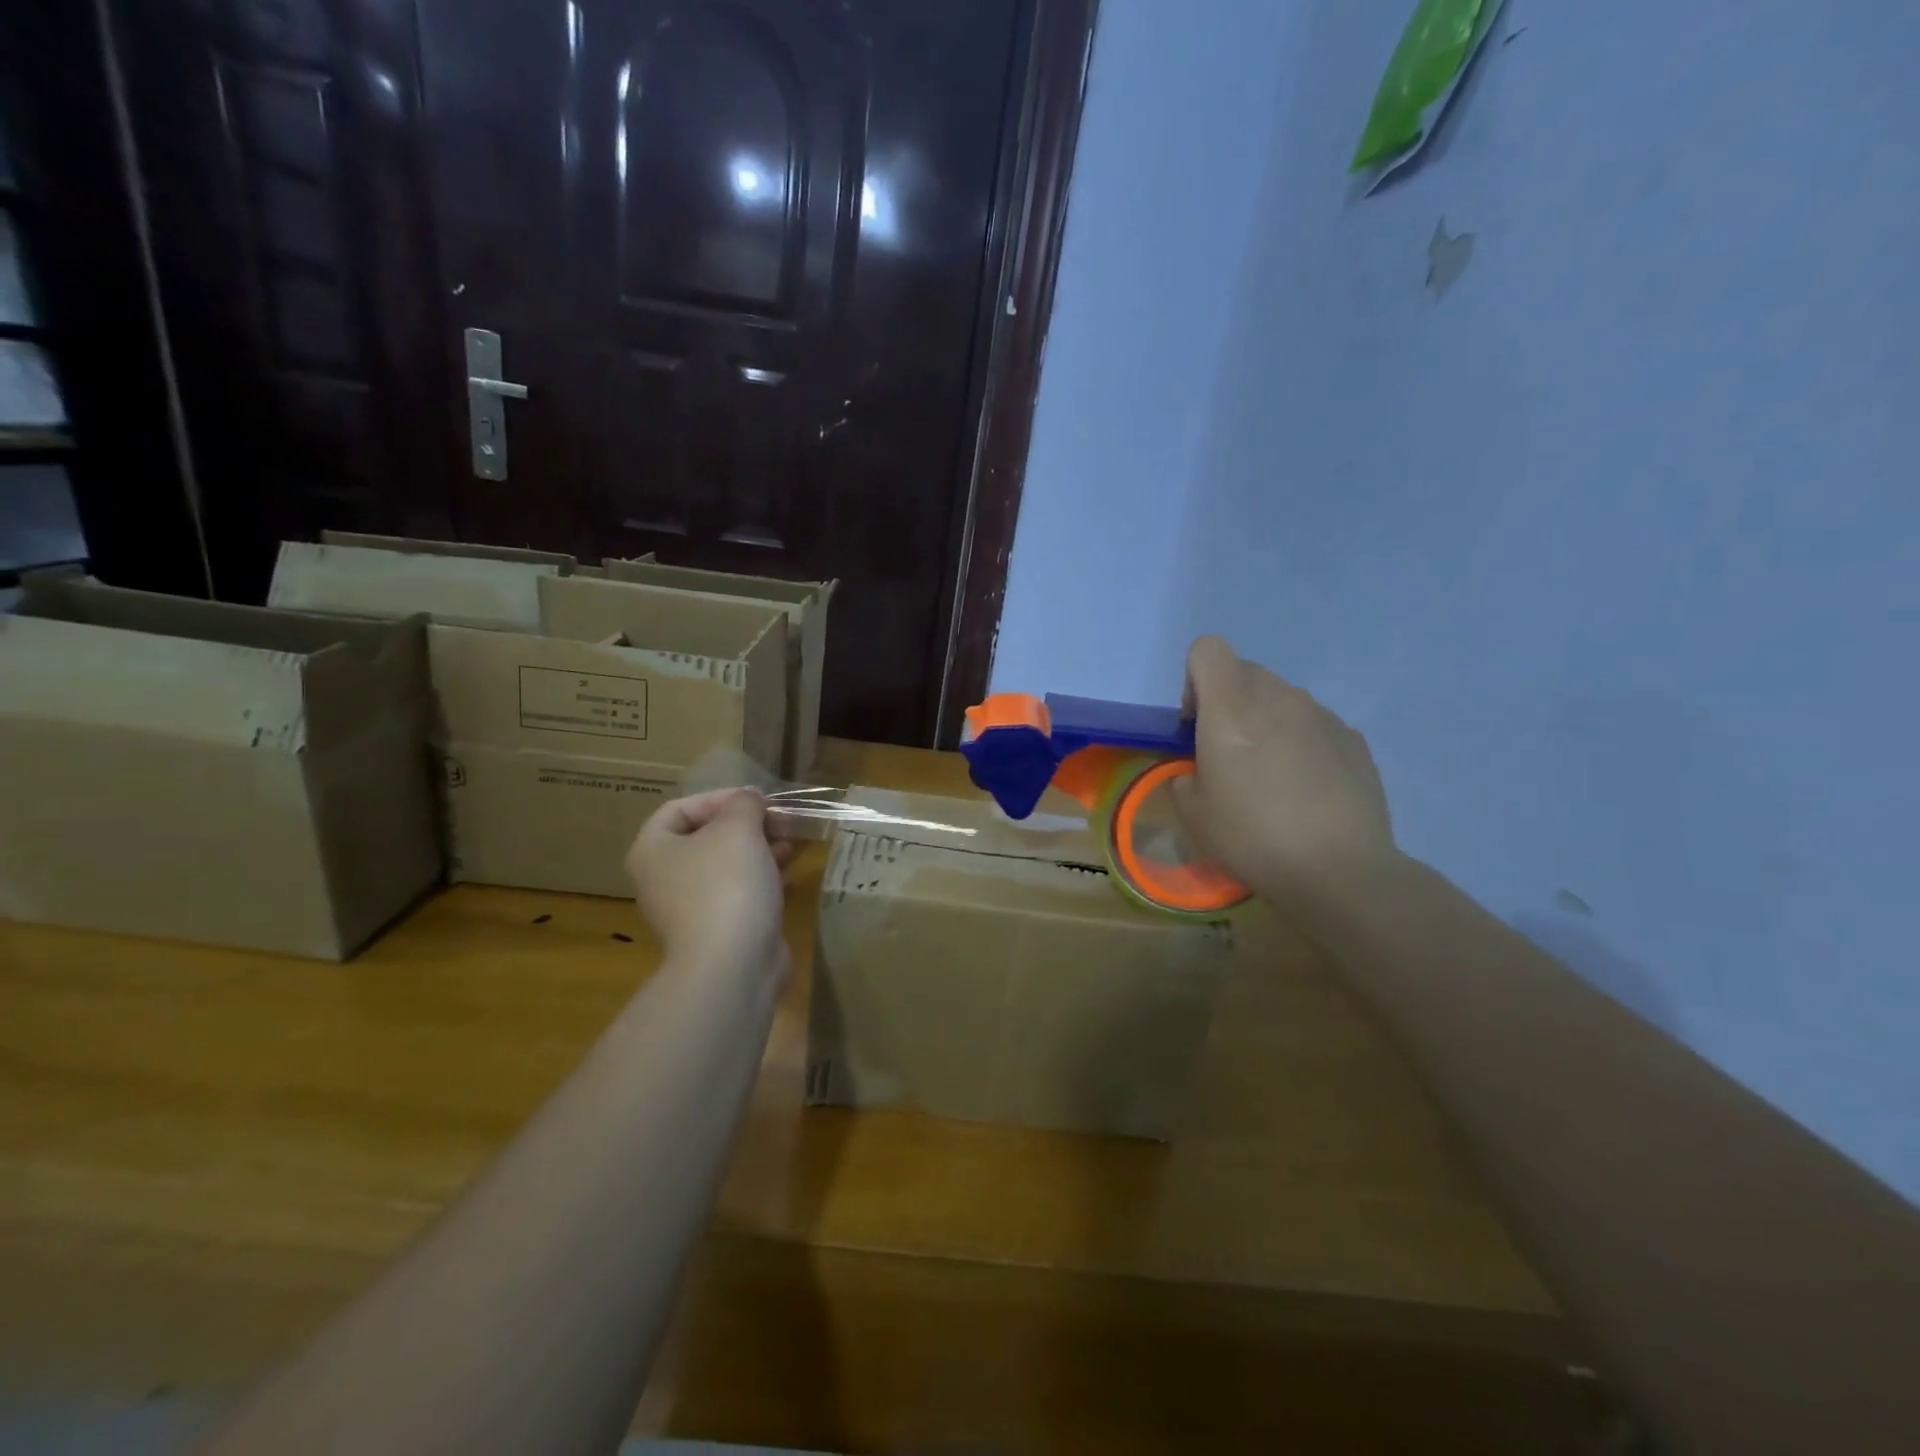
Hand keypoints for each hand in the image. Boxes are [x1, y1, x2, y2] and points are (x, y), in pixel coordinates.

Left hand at [625, 789, 791, 979]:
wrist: (733, 964)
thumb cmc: (727, 884)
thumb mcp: (738, 828)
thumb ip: (744, 804)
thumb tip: (749, 799)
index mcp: (653, 850)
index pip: (680, 808)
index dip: (720, 797)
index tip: (758, 800)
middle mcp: (663, 879)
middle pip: (705, 837)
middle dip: (746, 825)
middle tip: (780, 821)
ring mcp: (689, 909)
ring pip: (725, 867)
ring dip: (759, 850)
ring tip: (791, 844)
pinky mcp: (716, 931)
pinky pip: (738, 894)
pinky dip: (762, 881)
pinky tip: (788, 877)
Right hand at [1173, 636, 1397, 921]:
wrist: (1339, 869)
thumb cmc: (1252, 836)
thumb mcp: (1193, 815)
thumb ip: (1185, 779)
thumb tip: (1198, 773)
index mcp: (1231, 707)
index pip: (1208, 650)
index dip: (1194, 679)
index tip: (1195, 724)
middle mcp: (1278, 698)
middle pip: (1245, 672)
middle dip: (1229, 702)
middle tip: (1228, 754)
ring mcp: (1322, 715)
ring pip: (1282, 698)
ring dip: (1267, 722)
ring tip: (1271, 776)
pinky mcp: (1354, 739)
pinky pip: (1314, 724)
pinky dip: (1301, 742)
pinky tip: (1306, 790)